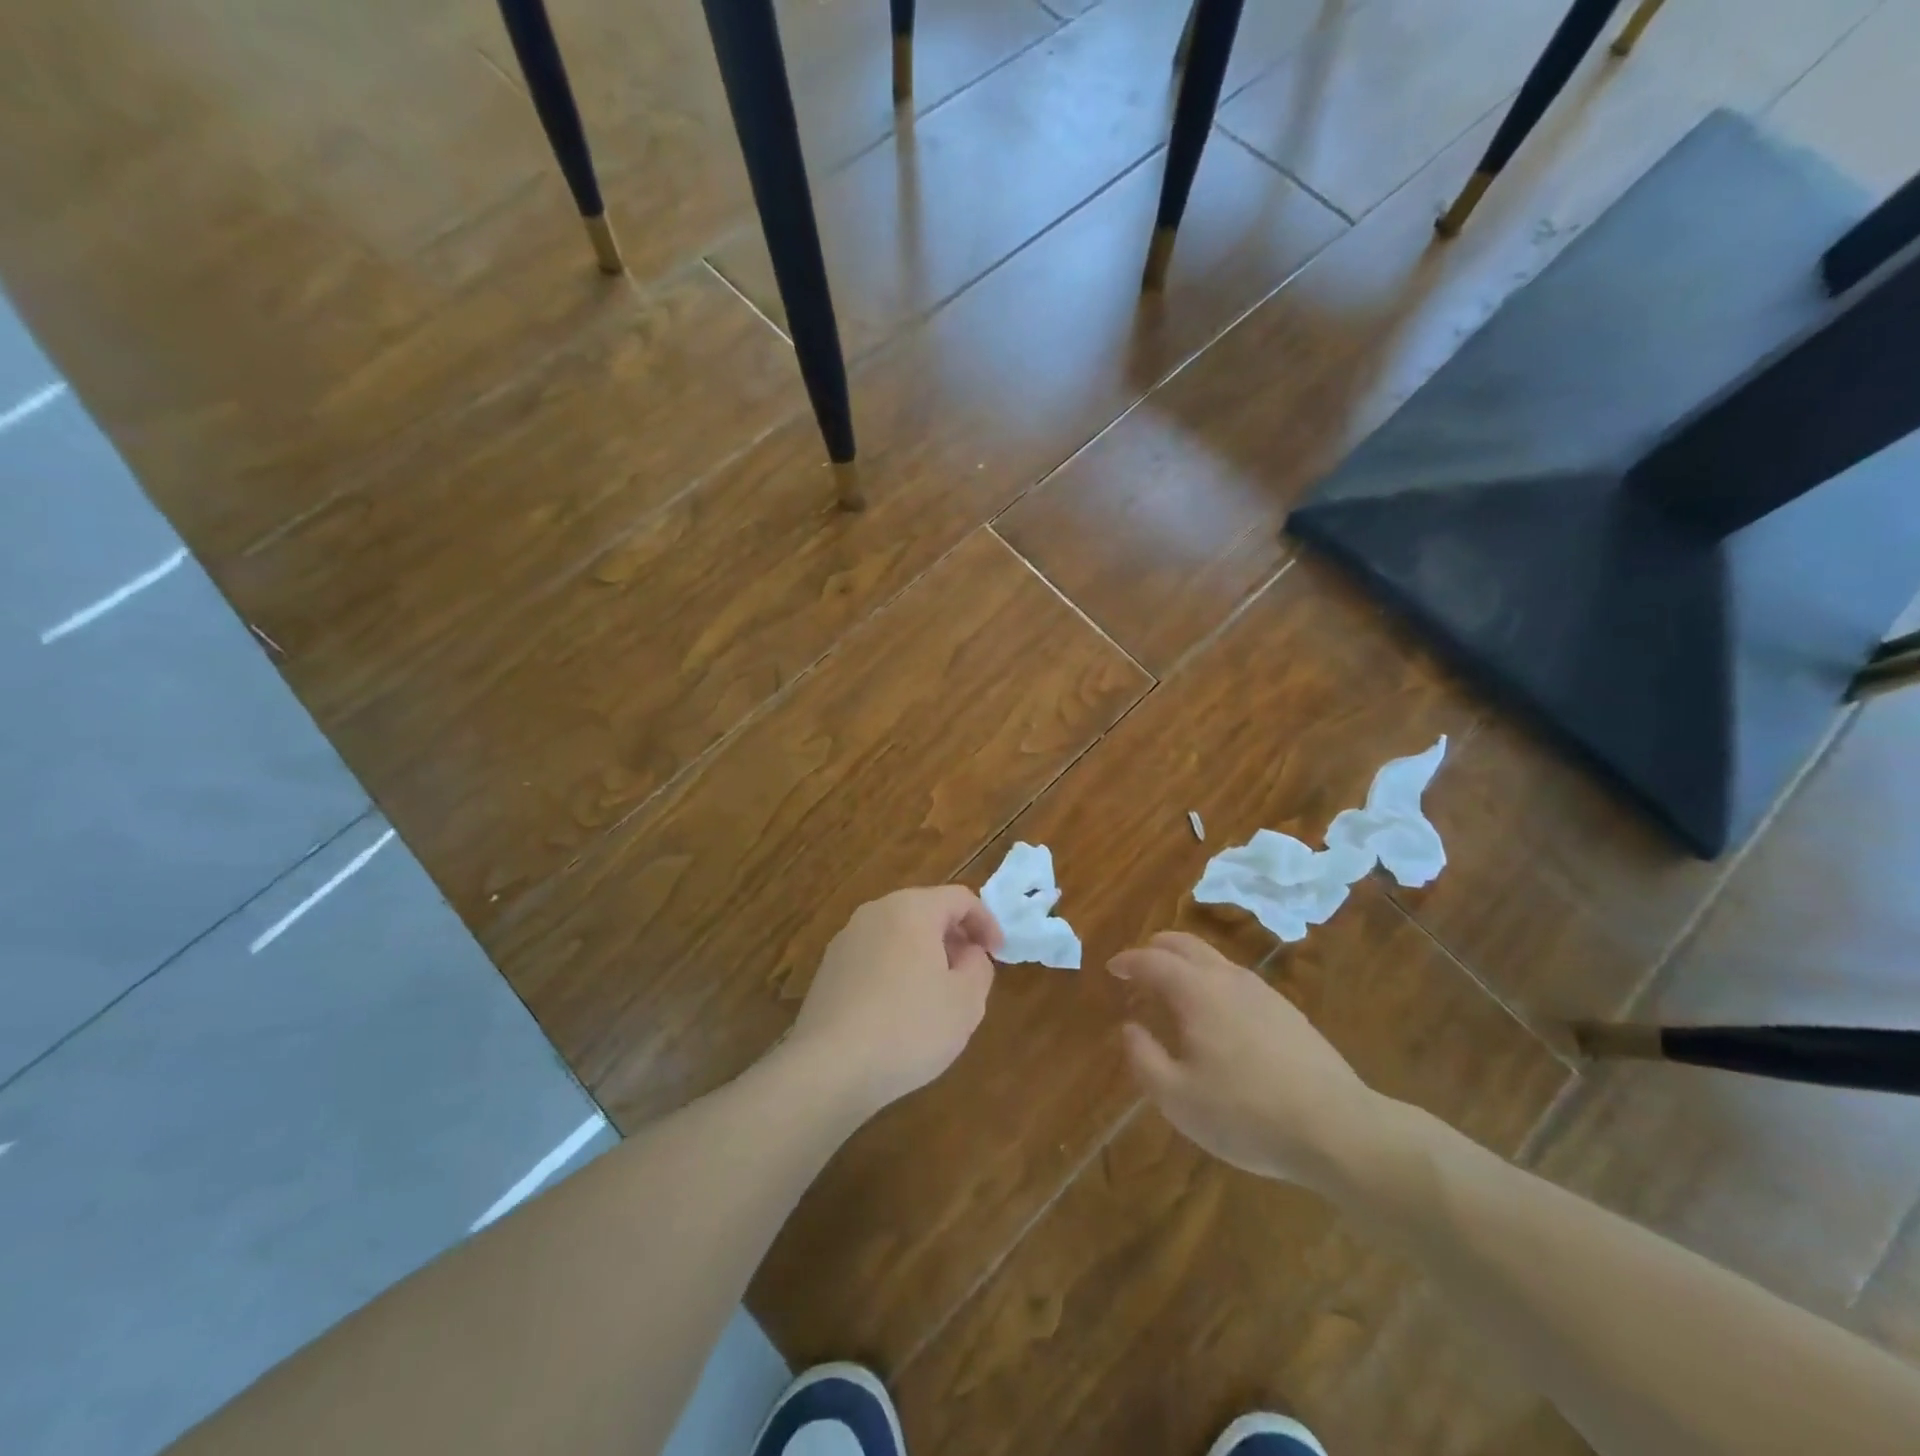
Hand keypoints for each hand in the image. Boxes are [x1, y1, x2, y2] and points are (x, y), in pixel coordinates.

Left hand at [787, 886, 1002, 1114]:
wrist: (830, 1068)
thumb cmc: (909, 1028)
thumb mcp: (966, 1001)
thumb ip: (979, 966)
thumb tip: (967, 952)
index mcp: (912, 909)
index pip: (959, 898)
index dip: (986, 922)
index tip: (998, 954)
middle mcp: (875, 913)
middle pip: (925, 912)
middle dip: (954, 938)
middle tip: (970, 973)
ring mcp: (846, 940)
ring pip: (898, 935)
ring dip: (924, 955)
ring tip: (937, 995)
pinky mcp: (828, 970)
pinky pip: (875, 958)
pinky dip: (896, 971)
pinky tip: (900, 1013)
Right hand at [1111, 932, 1385, 1191]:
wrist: (1339, 1129)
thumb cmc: (1247, 1115)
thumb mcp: (1178, 1099)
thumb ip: (1144, 1058)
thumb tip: (1130, 1027)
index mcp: (1196, 991)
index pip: (1152, 960)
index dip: (1128, 961)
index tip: (1113, 968)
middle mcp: (1227, 978)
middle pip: (1185, 944)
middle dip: (1156, 948)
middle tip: (1139, 968)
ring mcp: (1262, 991)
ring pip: (1214, 959)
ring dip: (1186, 964)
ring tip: (1173, 992)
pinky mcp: (1287, 1010)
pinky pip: (1236, 979)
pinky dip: (1212, 981)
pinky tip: (1216, 1016)